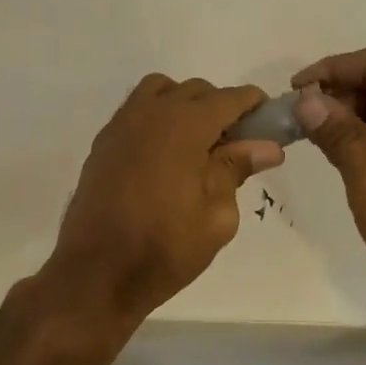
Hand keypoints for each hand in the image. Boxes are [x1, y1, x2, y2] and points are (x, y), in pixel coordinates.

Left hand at [40, 76, 282, 332]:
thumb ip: (236, 170)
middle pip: (194, 90)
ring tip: (196, 145)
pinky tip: (164, 156)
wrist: (96, 273)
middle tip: (235, 144)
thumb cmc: (164, 248)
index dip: (253, 104)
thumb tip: (265, 146)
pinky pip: (136, 111)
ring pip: (160, 92)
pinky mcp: (103, 143)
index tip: (269, 120)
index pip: (228, 98)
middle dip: (220, 107)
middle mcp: (150, 113)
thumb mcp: (216, 216)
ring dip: (183, 105)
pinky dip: (157, 118)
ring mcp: (121, 126)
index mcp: (184, 126)